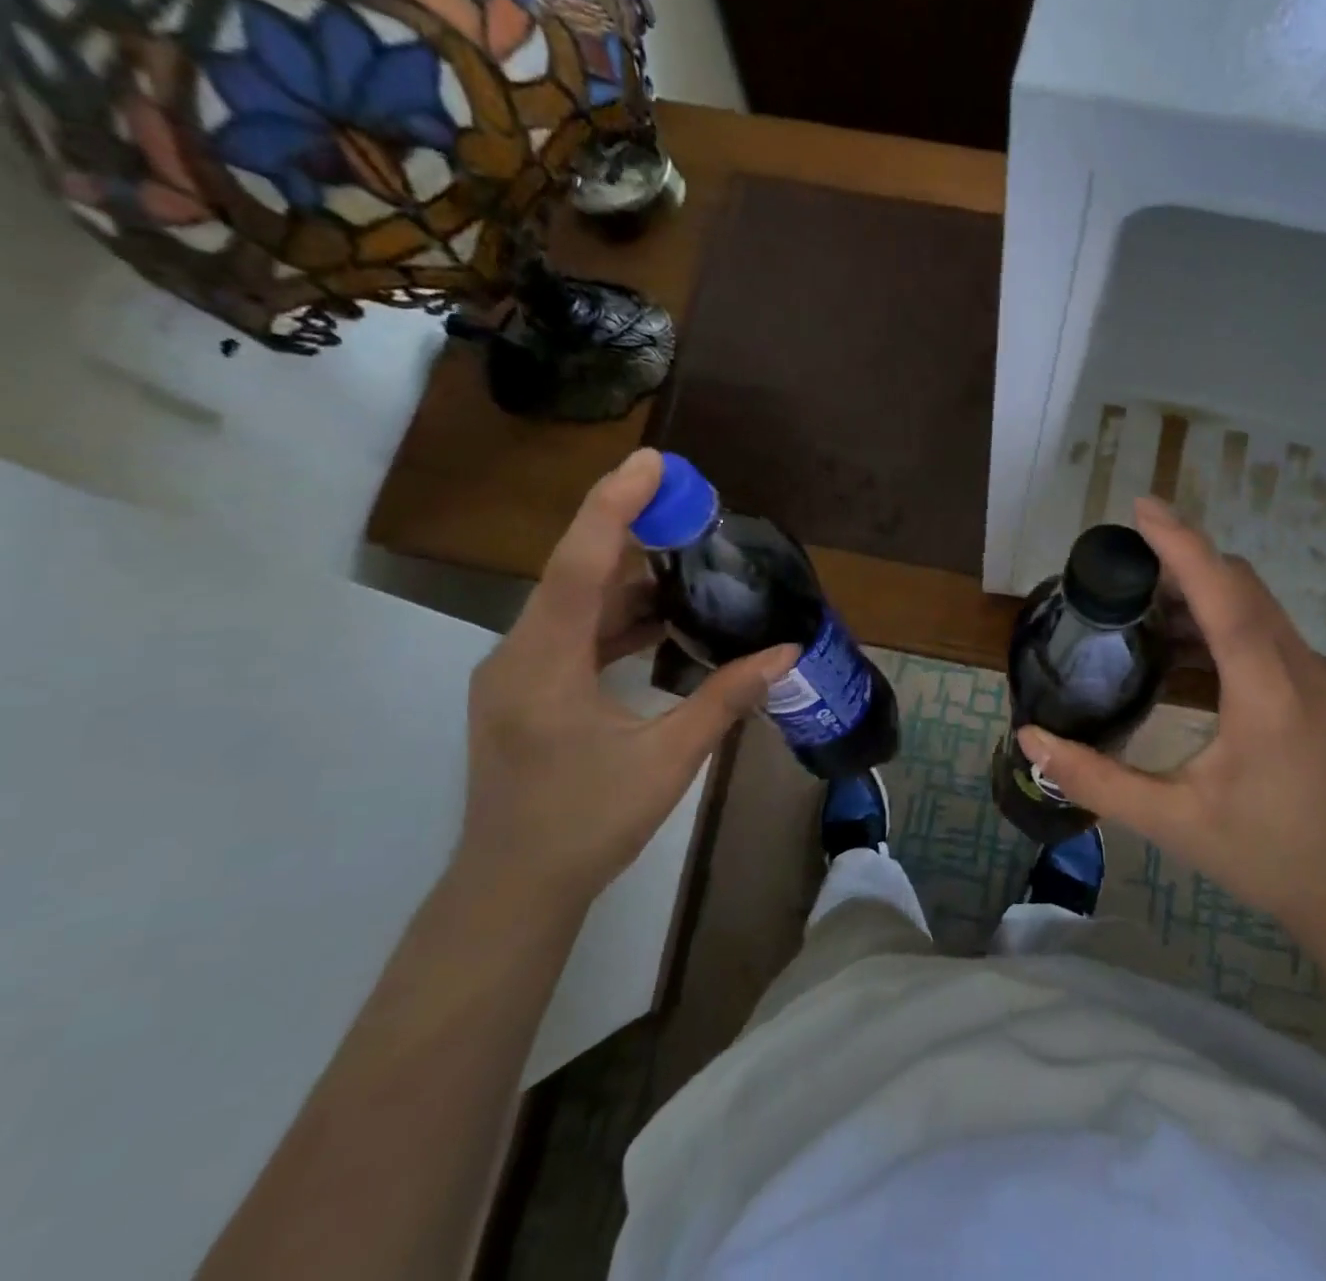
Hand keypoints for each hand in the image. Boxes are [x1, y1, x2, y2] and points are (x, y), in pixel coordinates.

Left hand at [461, 450, 796, 910]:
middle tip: (693, 509)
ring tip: (689, 558)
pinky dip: (616, 616)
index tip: (653, 462)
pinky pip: (573, 633)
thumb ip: (726, 698)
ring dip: (629, 579)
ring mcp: (517, 672)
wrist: (513, 891)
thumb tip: (786, 652)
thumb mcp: (668, 760)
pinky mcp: (526, 690)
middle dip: (632, 533)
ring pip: (574, 603)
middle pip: (575, 573)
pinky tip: (661, 618)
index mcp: (542, 665)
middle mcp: (519, 654)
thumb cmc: (586, 825)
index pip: (578, 565)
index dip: (614, 506)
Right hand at [1016, 497, 1325, 928]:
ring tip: (1141, 599)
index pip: (1223, 596)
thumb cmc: (1259, 852)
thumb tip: (1030, 739)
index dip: (1182, 546)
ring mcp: (1314, 672)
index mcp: (1266, 692)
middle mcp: (1298, 667)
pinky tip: (1180, 642)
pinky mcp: (1315, 683)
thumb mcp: (1169, 819)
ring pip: (1253, 601)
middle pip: (1240, 584)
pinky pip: (1262, 625)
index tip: (1142, 509)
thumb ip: (1095, 778)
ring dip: (1200, 586)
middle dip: (1183, 560)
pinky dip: (1219, 613)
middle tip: (1122, 566)